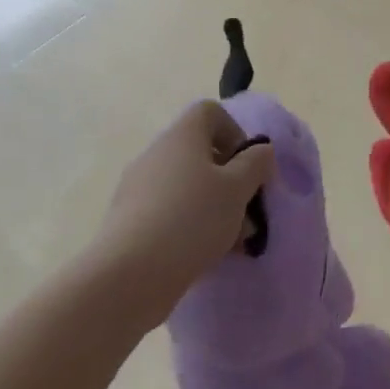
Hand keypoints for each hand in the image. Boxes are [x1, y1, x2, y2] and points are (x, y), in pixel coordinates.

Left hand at [92, 101, 273, 331]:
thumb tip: (260, 150)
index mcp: (182, 136)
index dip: (235, 131)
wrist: (129, 276)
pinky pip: (170, 212)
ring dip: (215, 207)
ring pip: (188, 187)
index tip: (249, 165)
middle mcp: (157, 154)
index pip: (210, 112)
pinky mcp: (129, 222)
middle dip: (230, 179)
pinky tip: (208, 256)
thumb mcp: (238, 188)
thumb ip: (256, 164)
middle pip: (200, 153)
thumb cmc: (192, 219)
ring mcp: (138, 188)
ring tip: (235, 242)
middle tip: (248, 209)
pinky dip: (191, 226)